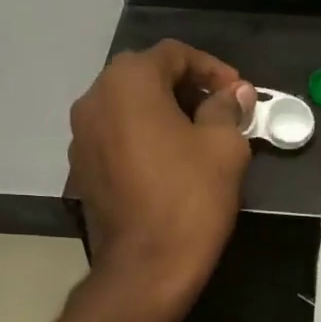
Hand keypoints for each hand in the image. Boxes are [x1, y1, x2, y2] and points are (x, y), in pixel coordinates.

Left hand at [68, 41, 256, 321]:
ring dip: (163, 110)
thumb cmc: (190, 198)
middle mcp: (94, 98)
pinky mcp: (80, 167)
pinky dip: (143, 135)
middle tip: (222, 109)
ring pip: (127, 105)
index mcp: (128, 82)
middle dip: (187, 87)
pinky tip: (170, 159)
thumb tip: (232, 92)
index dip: (213, 68)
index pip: (174, 54)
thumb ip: (226, 108)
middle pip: (145, 75)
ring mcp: (80, 134)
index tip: (240, 93)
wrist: (145, 267)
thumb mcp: (224, 147)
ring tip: (199, 133)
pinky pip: (116, 134)